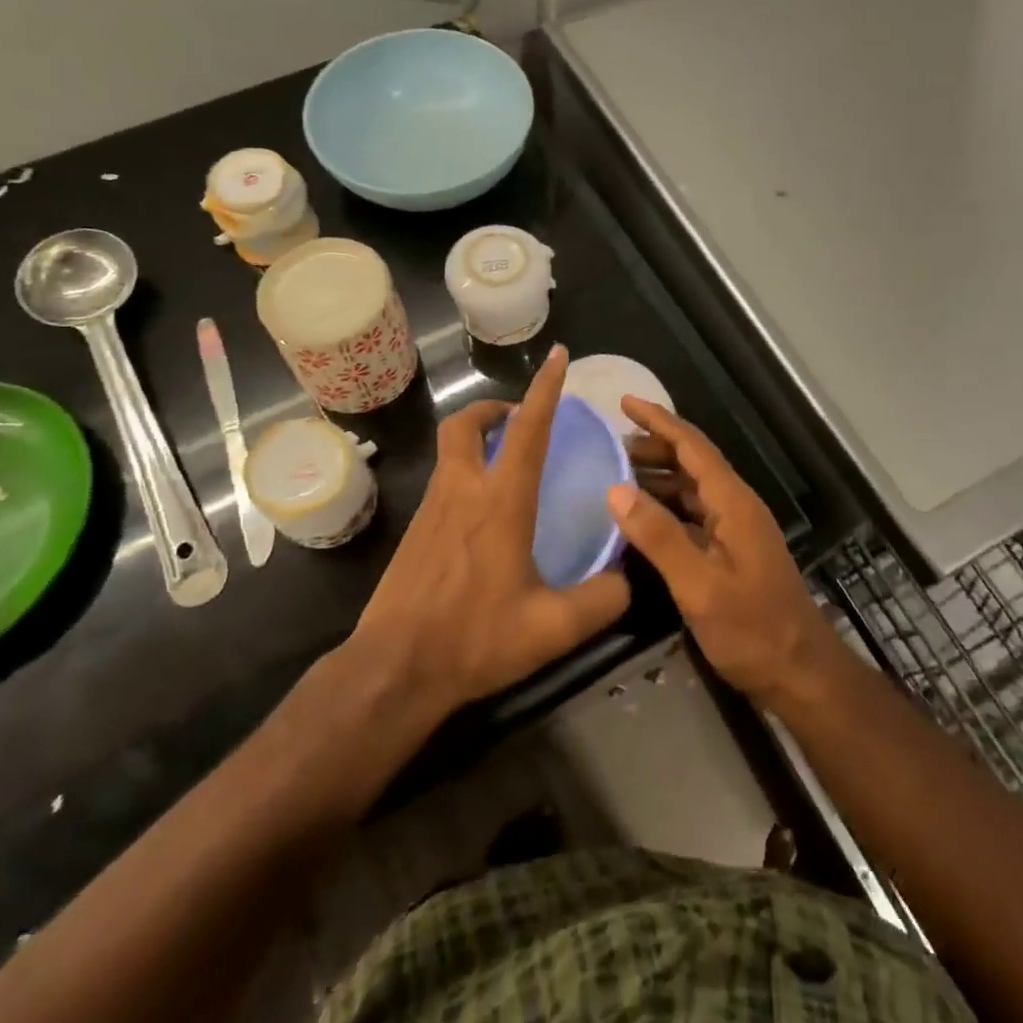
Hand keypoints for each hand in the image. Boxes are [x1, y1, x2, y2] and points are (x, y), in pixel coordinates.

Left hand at [350, 346, 630, 720]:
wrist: (395, 667)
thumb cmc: (475, 638)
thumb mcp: (553, 628)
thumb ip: (602, 600)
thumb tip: (627, 578)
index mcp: (500, 502)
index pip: (527, 430)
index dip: (545, 389)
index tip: (558, 355)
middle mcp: (462, 492)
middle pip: (466, 424)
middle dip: (493, 408)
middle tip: (518, 418)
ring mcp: (432, 510)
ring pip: (450, 450)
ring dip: (477, 438)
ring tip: (507, 460)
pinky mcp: (415, 532)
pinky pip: (443, 481)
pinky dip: (465, 472)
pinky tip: (484, 513)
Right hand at [609, 399, 838, 709]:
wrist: (799, 673)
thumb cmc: (752, 630)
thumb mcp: (700, 586)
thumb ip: (659, 537)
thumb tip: (615, 490)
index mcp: (733, 503)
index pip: (693, 447)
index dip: (659, 421)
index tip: (624, 401)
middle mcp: (736, 507)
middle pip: (692, 463)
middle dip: (653, 447)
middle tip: (609, 444)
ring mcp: (735, 531)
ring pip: (691, 490)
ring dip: (657, 478)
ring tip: (616, 475)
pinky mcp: (730, 553)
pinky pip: (692, 516)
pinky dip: (665, 508)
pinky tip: (640, 519)